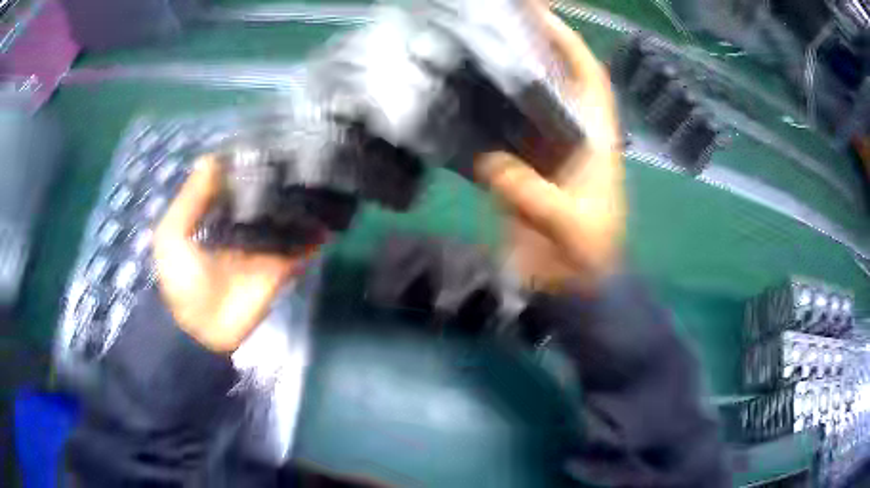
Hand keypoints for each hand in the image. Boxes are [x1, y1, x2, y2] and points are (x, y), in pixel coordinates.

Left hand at [153, 157, 321, 352]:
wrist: (201, 331)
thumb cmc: (181, 280)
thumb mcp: (172, 235)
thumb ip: (190, 199)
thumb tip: (212, 157)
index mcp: (217, 220)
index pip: (237, 187)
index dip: (250, 166)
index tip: (268, 142)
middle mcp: (243, 230)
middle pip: (265, 201)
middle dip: (280, 182)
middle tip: (300, 152)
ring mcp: (264, 249)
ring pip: (286, 221)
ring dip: (301, 205)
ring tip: (320, 174)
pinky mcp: (280, 268)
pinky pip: (301, 248)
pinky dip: (315, 235)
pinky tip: (329, 213)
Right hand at [475, 5, 624, 294]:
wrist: (572, 290)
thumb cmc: (584, 259)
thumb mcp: (569, 228)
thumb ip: (534, 194)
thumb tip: (488, 162)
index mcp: (594, 140)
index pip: (588, 79)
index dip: (569, 44)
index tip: (542, 16)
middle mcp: (568, 136)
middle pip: (550, 81)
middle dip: (529, 49)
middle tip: (493, 23)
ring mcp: (540, 152)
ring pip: (520, 104)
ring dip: (499, 79)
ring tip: (467, 51)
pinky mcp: (517, 171)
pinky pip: (496, 136)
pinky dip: (477, 120)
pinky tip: (453, 103)